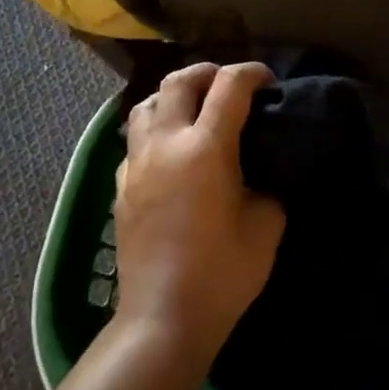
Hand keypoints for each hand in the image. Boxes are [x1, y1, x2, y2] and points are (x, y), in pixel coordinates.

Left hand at [113, 62, 285, 364]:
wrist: (164, 317)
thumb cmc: (223, 273)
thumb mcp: (266, 225)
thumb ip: (266, 185)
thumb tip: (258, 172)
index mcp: (206, 148)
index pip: (229, 87)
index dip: (252, 73)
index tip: (268, 80)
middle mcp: (165, 144)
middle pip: (179, 82)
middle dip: (208, 73)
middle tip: (229, 84)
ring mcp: (136, 164)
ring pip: (145, 105)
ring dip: (173, 96)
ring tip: (193, 108)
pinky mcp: (120, 186)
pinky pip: (134, 140)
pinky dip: (154, 130)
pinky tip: (169, 151)